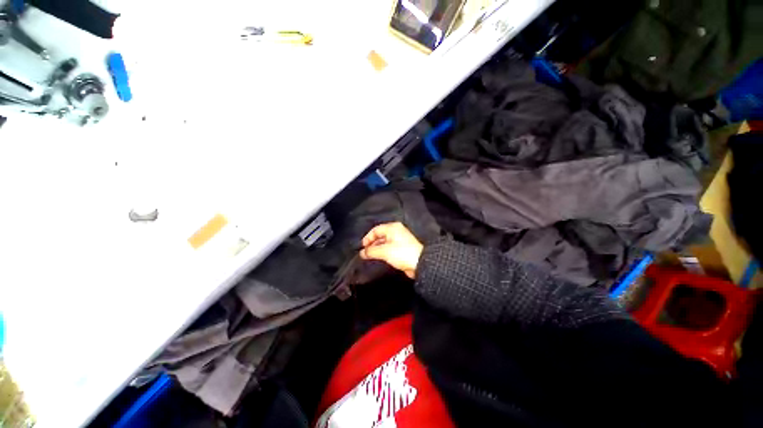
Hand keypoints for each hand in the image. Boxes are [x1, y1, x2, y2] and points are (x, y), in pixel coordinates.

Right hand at [360, 222, 422, 278]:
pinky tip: (379, 257)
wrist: (420, 263)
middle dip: (371, 243)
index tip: (362, 247)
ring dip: (377, 248)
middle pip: (380, 235)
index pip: (376, 230)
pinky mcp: (402, 248)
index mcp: (393, 227)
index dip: (367, 238)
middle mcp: (396, 231)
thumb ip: (371, 251)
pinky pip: (389, 247)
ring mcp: (400, 239)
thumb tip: (362, 252)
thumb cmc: (402, 253)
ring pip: (384, 242)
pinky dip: (383, 251)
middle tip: (365, 252)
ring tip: (370, 256)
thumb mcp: (384, 251)